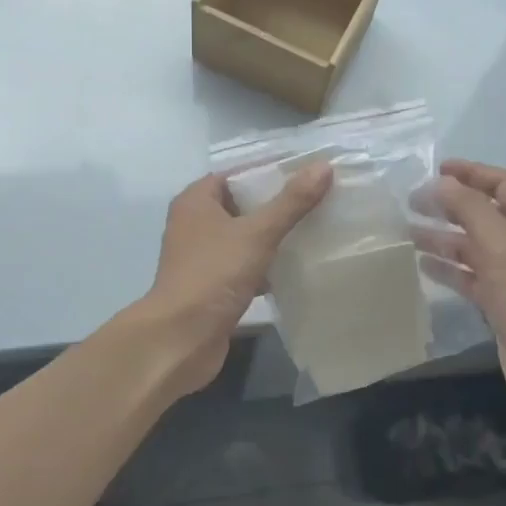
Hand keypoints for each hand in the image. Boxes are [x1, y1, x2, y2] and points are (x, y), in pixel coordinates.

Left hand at [143, 163, 333, 394]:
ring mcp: (200, 257)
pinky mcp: (210, 285)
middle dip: (275, 204)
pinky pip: (243, 265)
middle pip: (240, 205)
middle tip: (316, 200)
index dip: (268, 171)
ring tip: (312, 229)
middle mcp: (193, 224)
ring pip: (243, 237)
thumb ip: (291, 201)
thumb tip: (324, 166)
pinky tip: (294, 267)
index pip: (235, 174)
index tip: (305, 172)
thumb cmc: (213, 275)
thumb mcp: (257, 233)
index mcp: (195, 201)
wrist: (181, 339)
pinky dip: (264, 265)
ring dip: (271, 236)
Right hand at [421, 159, 505, 434]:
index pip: (502, 183)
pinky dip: (448, 268)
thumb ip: (469, 209)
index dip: (471, 172)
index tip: (434, 170)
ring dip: (443, 236)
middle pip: (485, 212)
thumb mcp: (501, 247)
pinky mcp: (503, 304)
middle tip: (410, 202)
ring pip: (474, 245)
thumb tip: (441, 183)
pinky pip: (471, 276)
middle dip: (450, 204)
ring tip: (407, 232)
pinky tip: (423, 265)